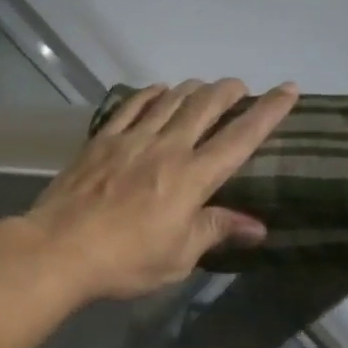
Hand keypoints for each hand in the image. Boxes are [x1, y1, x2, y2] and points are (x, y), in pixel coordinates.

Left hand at [23, 79, 298, 301]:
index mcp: (192, 178)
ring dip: (191, 89)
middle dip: (227, 91)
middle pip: (204, 107)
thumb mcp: (178, 256)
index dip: (268, 112)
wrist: (59, 248)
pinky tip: (156, 90)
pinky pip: (129, 107)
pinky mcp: (100, 141)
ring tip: (202, 86)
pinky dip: (148, 94)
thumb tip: (258, 226)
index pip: (240, 138)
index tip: (288, 89)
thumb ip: (215, 231)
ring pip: (169, 101)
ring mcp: (130, 140)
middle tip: (239, 87)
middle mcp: (165, 149)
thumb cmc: (124, 260)